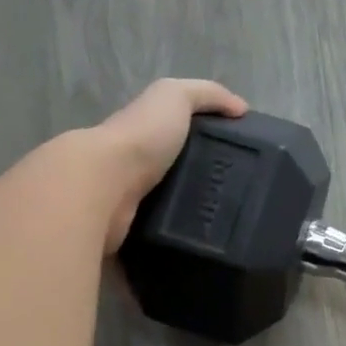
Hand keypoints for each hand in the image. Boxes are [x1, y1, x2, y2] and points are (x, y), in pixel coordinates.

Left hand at [94, 79, 248, 252]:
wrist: (104, 184)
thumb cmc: (140, 137)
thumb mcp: (174, 97)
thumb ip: (206, 94)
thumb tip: (241, 109)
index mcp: (147, 137)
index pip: (180, 141)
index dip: (207, 146)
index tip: (240, 163)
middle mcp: (137, 171)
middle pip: (178, 179)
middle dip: (206, 189)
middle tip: (239, 202)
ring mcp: (132, 206)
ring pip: (172, 214)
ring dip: (194, 222)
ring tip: (229, 230)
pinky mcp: (133, 238)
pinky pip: (163, 244)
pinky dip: (180, 249)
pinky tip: (207, 251)